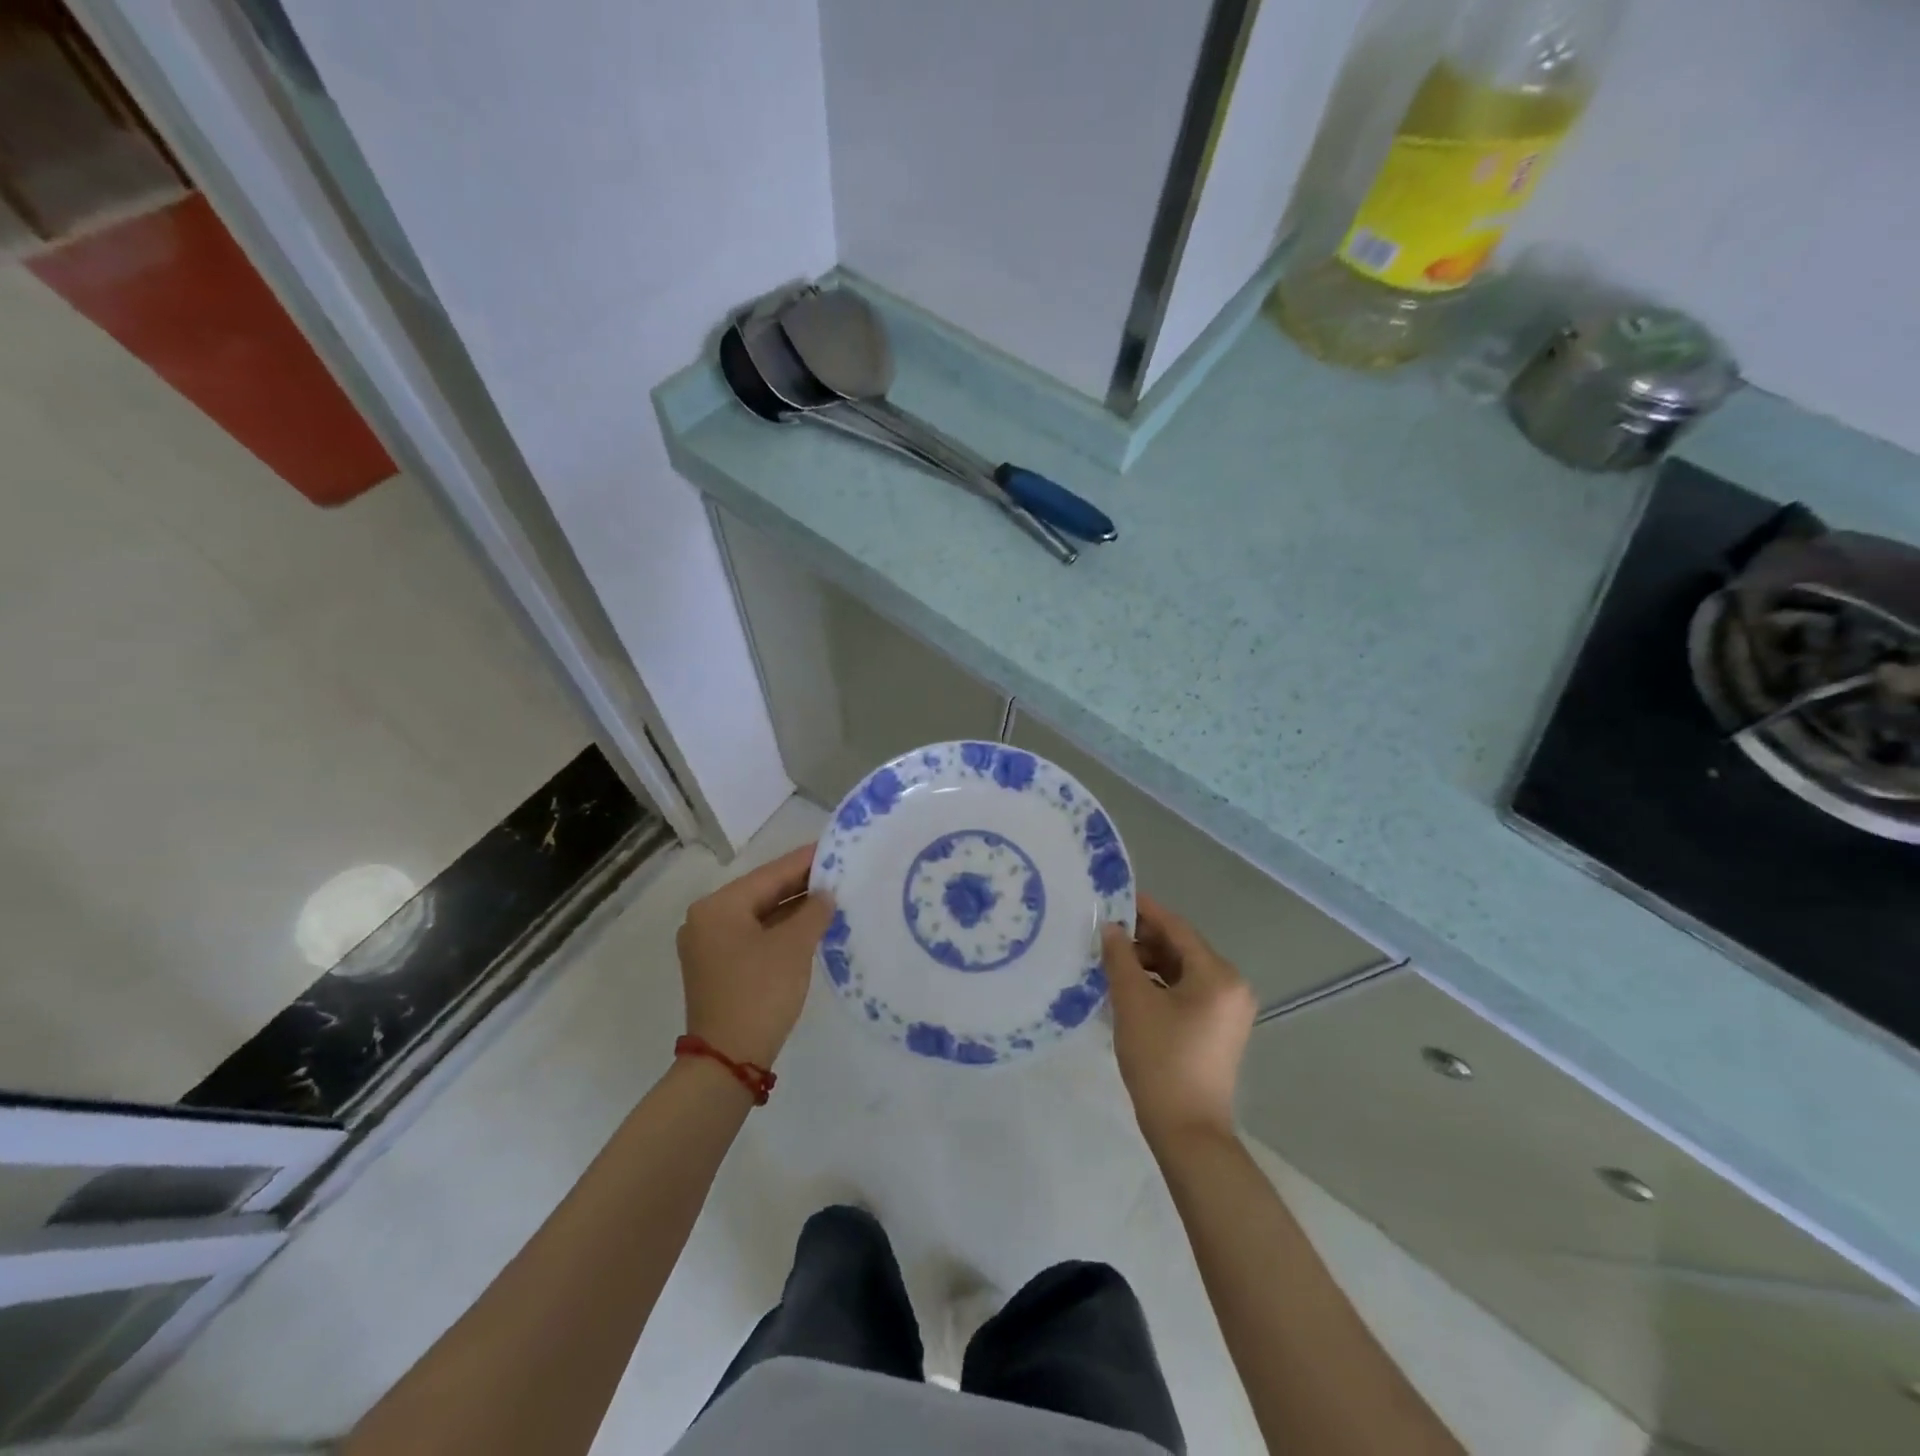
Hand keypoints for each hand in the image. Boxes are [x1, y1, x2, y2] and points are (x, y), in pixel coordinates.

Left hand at [676, 845, 835, 1068]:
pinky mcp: (718, 967)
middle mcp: (706, 919)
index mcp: (718, 907)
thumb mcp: (794, 947)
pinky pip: (754, 935)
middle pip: (762, 892)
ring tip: (831, 895)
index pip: (770, 874)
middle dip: (800, 884)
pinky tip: (810, 924)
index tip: (835, 847)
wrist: (728, 1061)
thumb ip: (813, 912)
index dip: (805, 861)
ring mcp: (709, 945)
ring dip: (793, 908)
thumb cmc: (760, 993)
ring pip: (759, 915)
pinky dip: (780, 929)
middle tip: (838, 871)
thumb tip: (826, 894)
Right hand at [1102, 893, 1256, 1147]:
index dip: (1144, 911)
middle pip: (1182, 948)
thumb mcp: (1132, 1002)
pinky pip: (1189, 991)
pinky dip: (1162, 984)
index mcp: (1218, 974)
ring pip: (1184, 970)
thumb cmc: (1160, 1060)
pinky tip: (1132, 989)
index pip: (1177, 928)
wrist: (1188, 1131)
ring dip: (1150, 963)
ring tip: (1113, 962)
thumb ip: (1120, 957)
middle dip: (1144, 939)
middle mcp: (1232, 985)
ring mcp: (1230, 1009)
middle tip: (1106, 935)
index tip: (1114, 899)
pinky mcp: (1220, 1028)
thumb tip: (1111, 928)